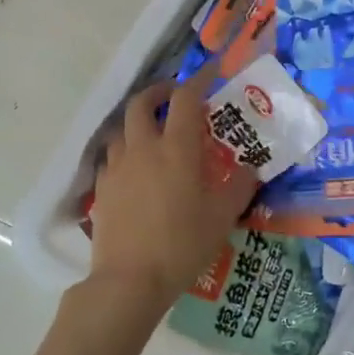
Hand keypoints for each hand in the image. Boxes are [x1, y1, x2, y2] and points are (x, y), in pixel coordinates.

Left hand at [89, 79, 258, 316]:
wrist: (129, 280)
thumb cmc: (182, 245)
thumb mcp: (222, 218)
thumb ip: (240, 187)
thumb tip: (252, 169)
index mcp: (177, 148)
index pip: (186, 99)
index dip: (198, 80)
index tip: (209, 74)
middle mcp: (143, 148)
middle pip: (141, 103)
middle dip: (158, 92)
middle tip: (173, 98)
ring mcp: (117, 167)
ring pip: (121, 129)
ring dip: (137, 123)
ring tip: (152, 134)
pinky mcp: (101, 189)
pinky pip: (111, 158)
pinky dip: (124, 152)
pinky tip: (135, 171)